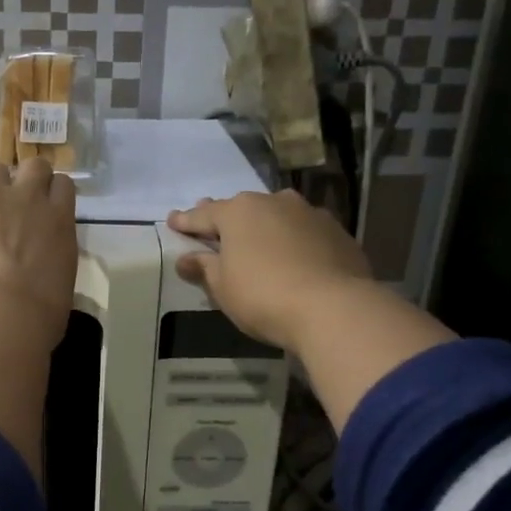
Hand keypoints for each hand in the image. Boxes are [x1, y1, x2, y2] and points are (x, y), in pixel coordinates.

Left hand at [0, 159, 77, 349]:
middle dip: (25, 182)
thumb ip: (53, 257)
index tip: (40, 212)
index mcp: (60, 219)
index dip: (50, 196)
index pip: (61, 185)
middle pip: (33, 167)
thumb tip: (41, 262)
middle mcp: (29, 196)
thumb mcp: (61, 281)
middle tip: (12, 209)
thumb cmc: (38, 317)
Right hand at [168, 189, 374, 350]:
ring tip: (257, 240)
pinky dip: (294, 240)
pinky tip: (293, 255)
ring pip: (277, 215)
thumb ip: (203, 268)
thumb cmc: (263, 296)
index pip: (203, 215)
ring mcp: (310, 214)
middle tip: (212, 225)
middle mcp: (274, 202)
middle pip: (242, 209)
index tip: (173, 221)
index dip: (186, 221)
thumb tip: (186, 258)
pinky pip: (305, 232)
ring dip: (264, 226)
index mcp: (239, 212)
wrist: (333, 309)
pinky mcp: (337, 232)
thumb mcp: (222, 287)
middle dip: (225, 218)